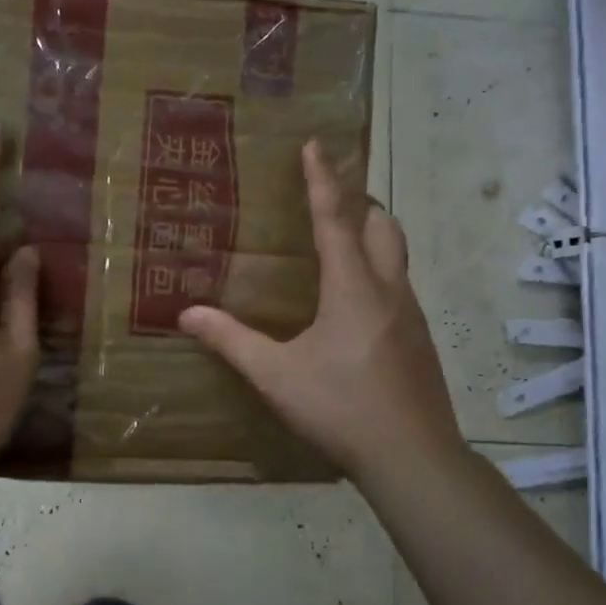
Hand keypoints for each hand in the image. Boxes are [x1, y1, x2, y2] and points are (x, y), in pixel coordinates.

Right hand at [178, 140, 461, 479]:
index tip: (316, 145)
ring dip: (370, 235)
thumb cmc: (341, 408)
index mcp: (352, 287)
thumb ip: (231, 340)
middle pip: (382, 225)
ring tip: (337, 242)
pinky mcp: (418, 339)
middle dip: (358, 201)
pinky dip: (376, 270)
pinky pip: (398, 284)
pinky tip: (353, 302)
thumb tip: (187, 313)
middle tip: (328, 197)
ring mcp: (410, 314)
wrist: (414, 459)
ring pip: (395, 255)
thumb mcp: (276, 375)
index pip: (336, 218)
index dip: (322, 179)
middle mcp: (387, 290)